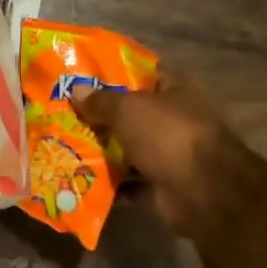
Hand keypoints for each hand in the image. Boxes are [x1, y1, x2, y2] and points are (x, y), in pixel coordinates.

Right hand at [75, 80, 231, 239]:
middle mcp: (175, 120)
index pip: (144, 77)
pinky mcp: (162, 183)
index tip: (82, 82)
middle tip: (64, 117)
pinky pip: (130, 180)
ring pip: (129, 149)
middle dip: (101, 118)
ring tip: (65, 148)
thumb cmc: (168, 135)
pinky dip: (111, 182)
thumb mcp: (129, 109)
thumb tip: (76, 90)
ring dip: (102, 152)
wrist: (202, 191)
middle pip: (132, 115)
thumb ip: (101, 100)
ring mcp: (170, 154)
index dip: (114, 77)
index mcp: (176, 92)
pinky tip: (82, 179)